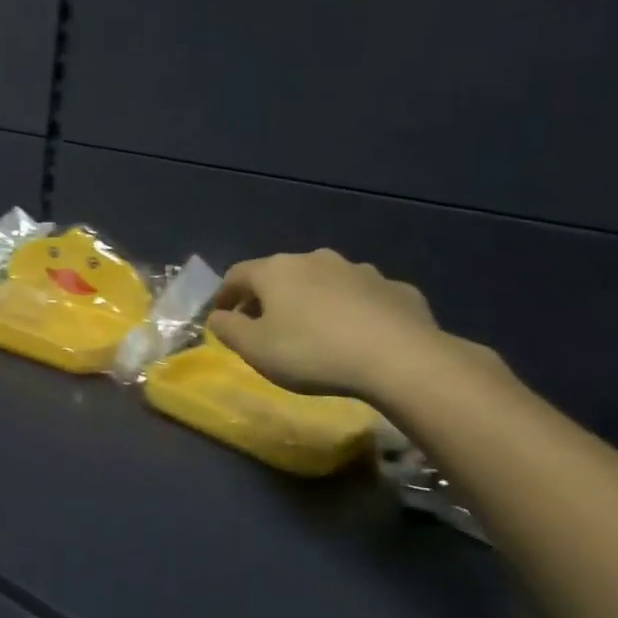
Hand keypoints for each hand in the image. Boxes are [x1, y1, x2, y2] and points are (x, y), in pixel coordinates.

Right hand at [208, 249, 446, 399]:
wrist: (399, 358)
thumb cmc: (312, 352)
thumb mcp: (254, 349)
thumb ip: (228, 329)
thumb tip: (218, 316)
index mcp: (276, 270)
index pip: (237, 274)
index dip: (225, 294)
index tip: (222, 315)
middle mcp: (316, 259)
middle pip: (281, 274)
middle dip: (268, 297)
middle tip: (264, 324)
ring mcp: (360, 271)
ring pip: (325, 282)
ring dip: (312, 300)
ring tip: (313, 329)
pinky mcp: (396, 289)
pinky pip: (363, 297)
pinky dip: (352, 310)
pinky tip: (357, 335)